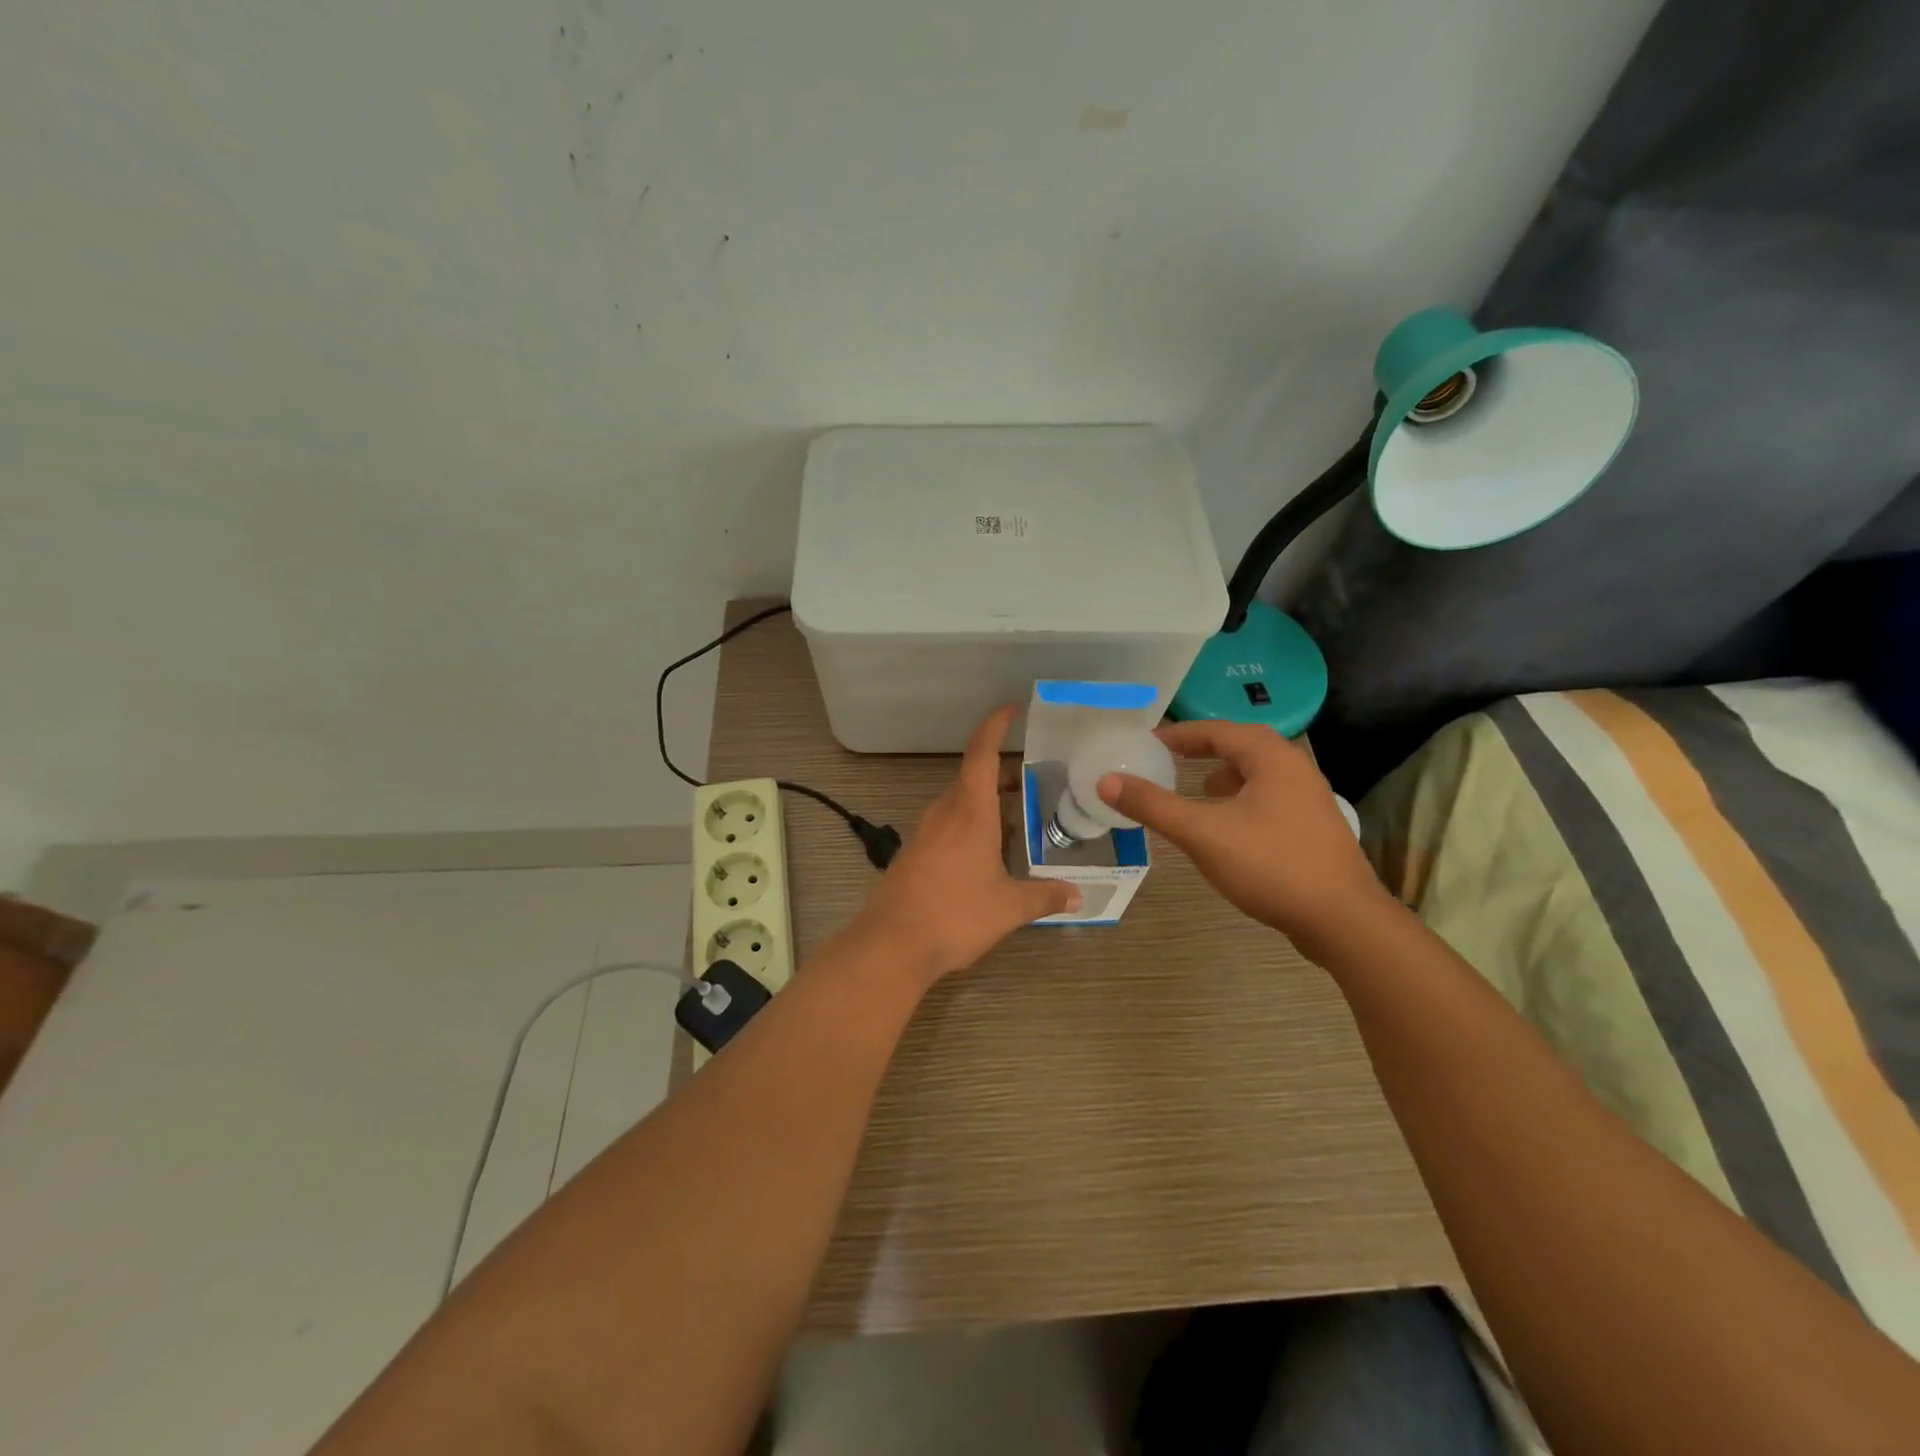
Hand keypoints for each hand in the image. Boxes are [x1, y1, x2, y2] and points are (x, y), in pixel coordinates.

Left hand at [847, 705, 1080, 983]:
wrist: (890, 945)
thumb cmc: (954, 915)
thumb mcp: (1009, 907)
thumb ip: (1045, 897)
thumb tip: (1078, 896)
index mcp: (969, 810)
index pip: (982, 753)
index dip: (996, 725)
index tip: (1013, 708)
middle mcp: (944, 813)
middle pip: (974, 778)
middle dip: (1004, 776)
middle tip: (1037, 783)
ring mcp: (925, 833)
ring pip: (961, 805)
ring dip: (989, 806)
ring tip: (1020, 822)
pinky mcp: (914, 855)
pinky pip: (948, 828)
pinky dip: (972, 828)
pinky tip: (989, 857)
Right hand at [1096, 720, 1387, 957]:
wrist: (1343, 920)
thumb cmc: (1271, 865)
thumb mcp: (1202, 833)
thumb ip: (1153, 805)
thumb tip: (1105, 780)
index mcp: (1271, 757)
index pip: (1216, 730)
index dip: (1178, 734)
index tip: (1146, 742)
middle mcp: (1294, 768)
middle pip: (1239, 746)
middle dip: (1201, 751)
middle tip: (1165, 760)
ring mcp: (1309, 799)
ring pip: (1256, 774)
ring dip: (1222, 776)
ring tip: (1194, 790)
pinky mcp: (1312, 828)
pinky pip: (1266, 798)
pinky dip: (1239, 800)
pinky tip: (1226, 827)